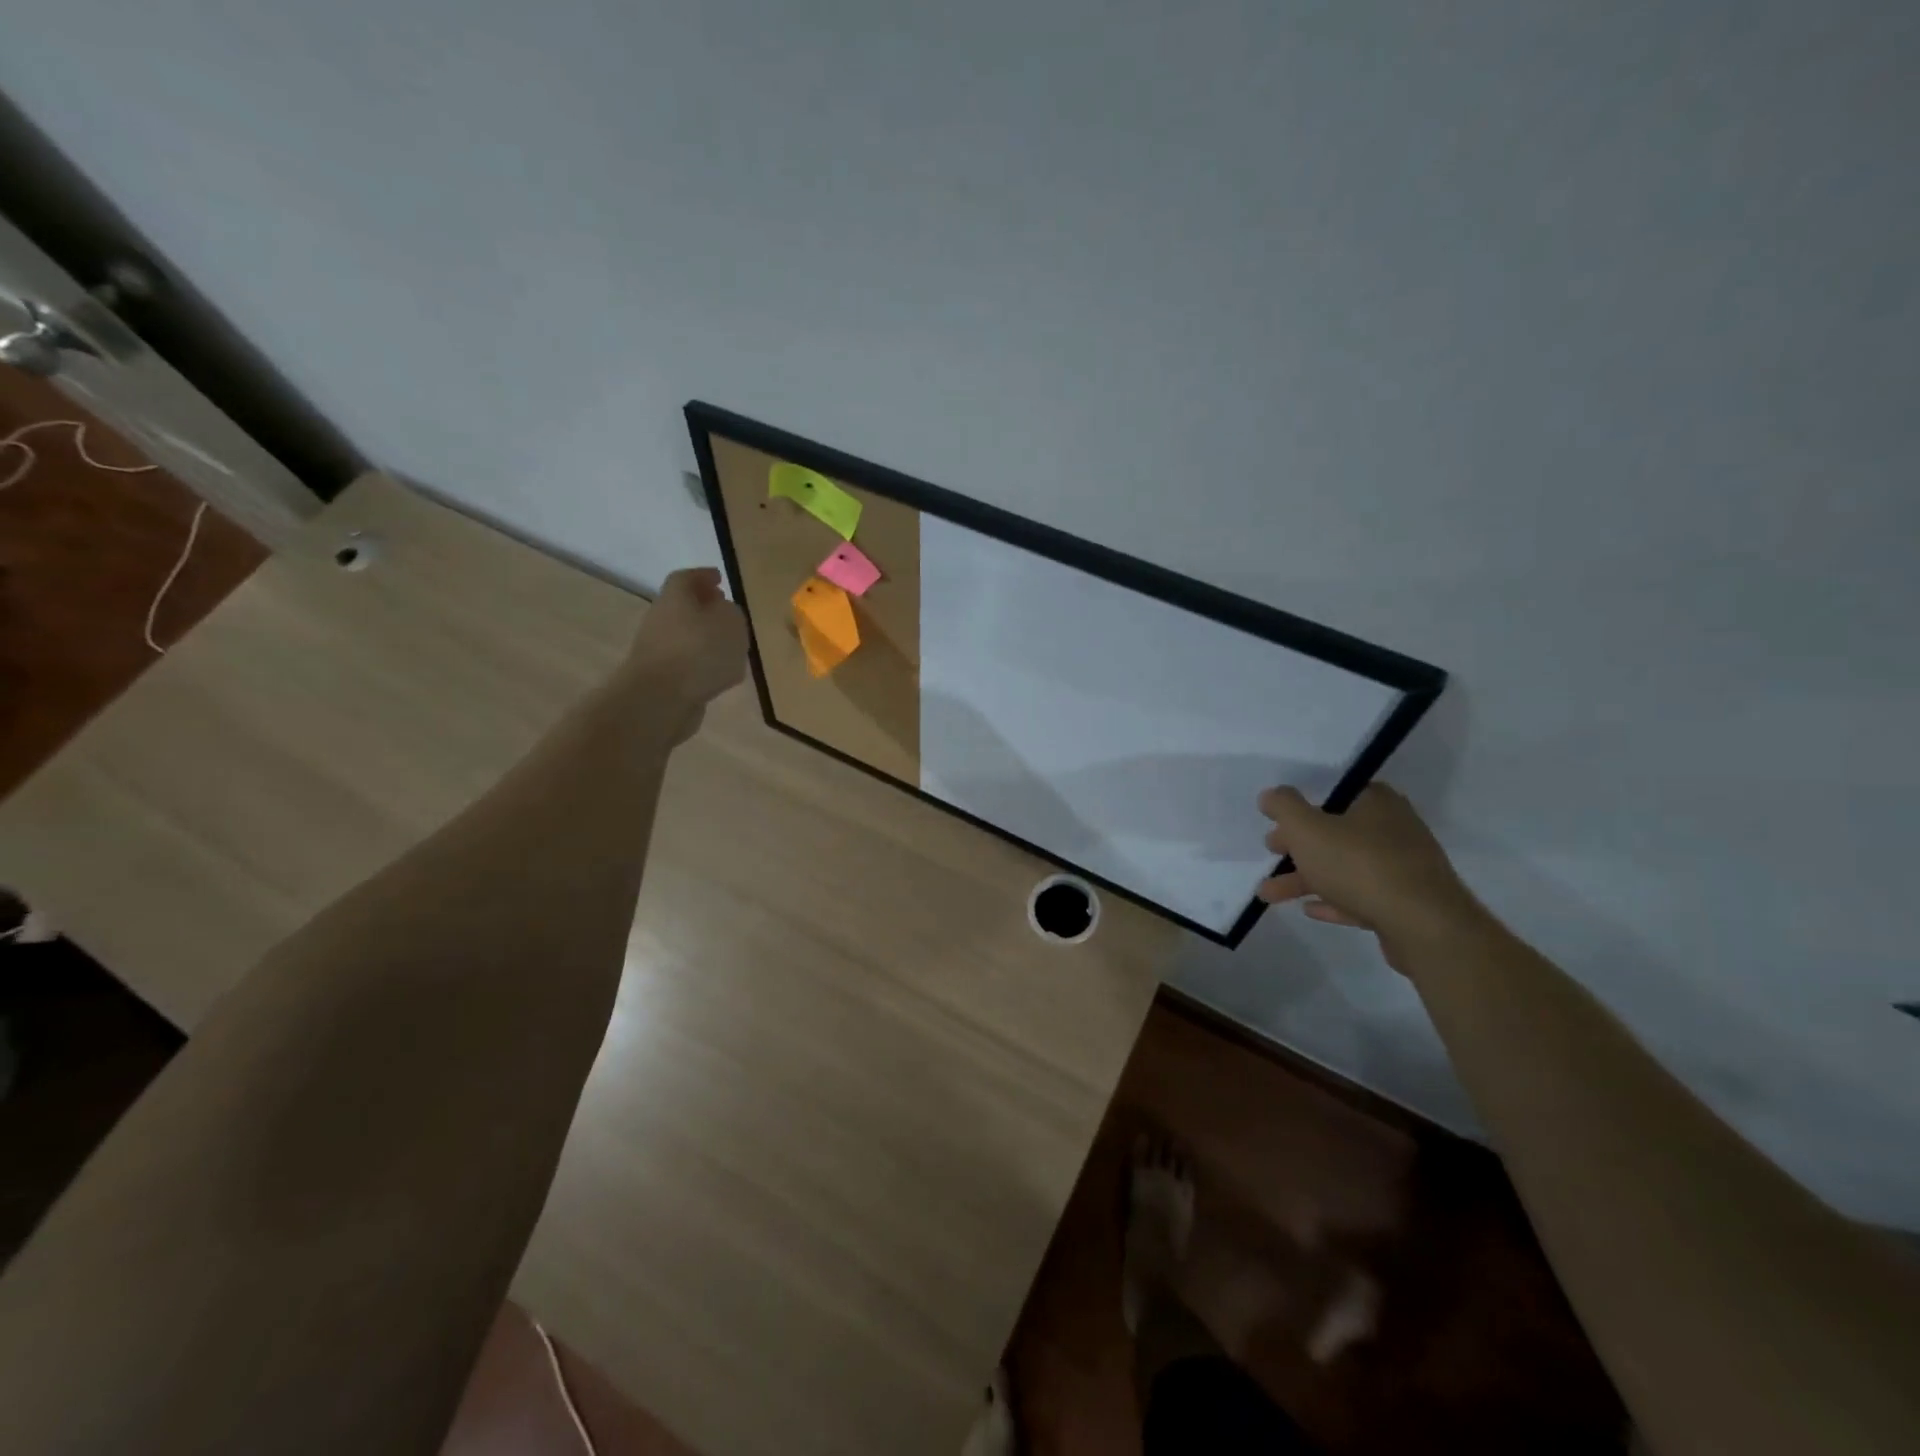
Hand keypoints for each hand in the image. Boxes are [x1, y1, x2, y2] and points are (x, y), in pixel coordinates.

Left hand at [623, 568, 747, 735]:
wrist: (661, 700)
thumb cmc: (699, 651)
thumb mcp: (731, 623)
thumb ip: (732, 613)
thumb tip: (724, 613)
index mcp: (675, 597)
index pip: (686, 578)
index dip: (704, 576)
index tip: (720, 578)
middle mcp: (661, 619)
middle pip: (683, 607)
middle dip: (705, 608)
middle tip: (727, 612)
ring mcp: (658, 651)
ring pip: (685, 637)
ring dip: (705, 639)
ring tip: (731, 648)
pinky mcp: (661, 679)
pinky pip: (686, 664)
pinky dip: (702, 664)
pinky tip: (720, 674)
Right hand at [1256, 784, 1478, 957]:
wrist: (1422, 925)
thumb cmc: (1359, 865)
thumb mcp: (1307, 828)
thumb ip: (1284, 807)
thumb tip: (1271, 795)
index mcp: (1377, 803)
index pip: (1335, 794)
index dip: (1302, 807)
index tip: (1276, 822)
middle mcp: (1394, 829)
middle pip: (1336, 833)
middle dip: (1298, 847)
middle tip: (1272, 853)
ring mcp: (1404, 868)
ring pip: (1344, 868)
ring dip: (1305, 879)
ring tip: (1269, 895)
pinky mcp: (1406, 903)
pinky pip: (1361, 896)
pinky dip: (1334, 899)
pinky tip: (1310, 909)